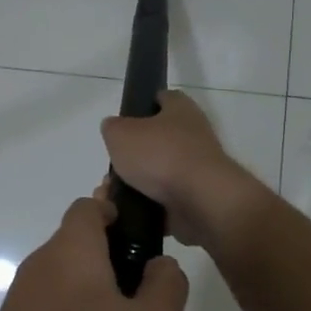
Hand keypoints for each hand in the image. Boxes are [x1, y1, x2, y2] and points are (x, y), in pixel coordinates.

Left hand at [0, 196, 188, 310]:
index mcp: (72, 247)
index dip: (115, 212)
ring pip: (71, 297)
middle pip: (81, 253)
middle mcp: (40, 264)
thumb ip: (167, 285)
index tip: (139, 241)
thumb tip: (160, 264)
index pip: (89, 205)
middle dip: (116, 278)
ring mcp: (19, 300)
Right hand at [100, 91, 260, 247]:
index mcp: (180, 110)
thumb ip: (112, 128)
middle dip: (130, 156)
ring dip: (132, 185)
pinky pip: (162, 202)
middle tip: (110, 169)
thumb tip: (115, 130)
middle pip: (155, 141)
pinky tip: (124, 212)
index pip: (162, 98)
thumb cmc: (160, 156)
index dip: (142, 105)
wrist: (200, 202)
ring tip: (110, 195)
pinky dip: (143, 207)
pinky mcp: (195, 199)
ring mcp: (195, 170)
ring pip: (155, 174)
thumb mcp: (120, 133)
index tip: (122, 121)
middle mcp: (193, 136)